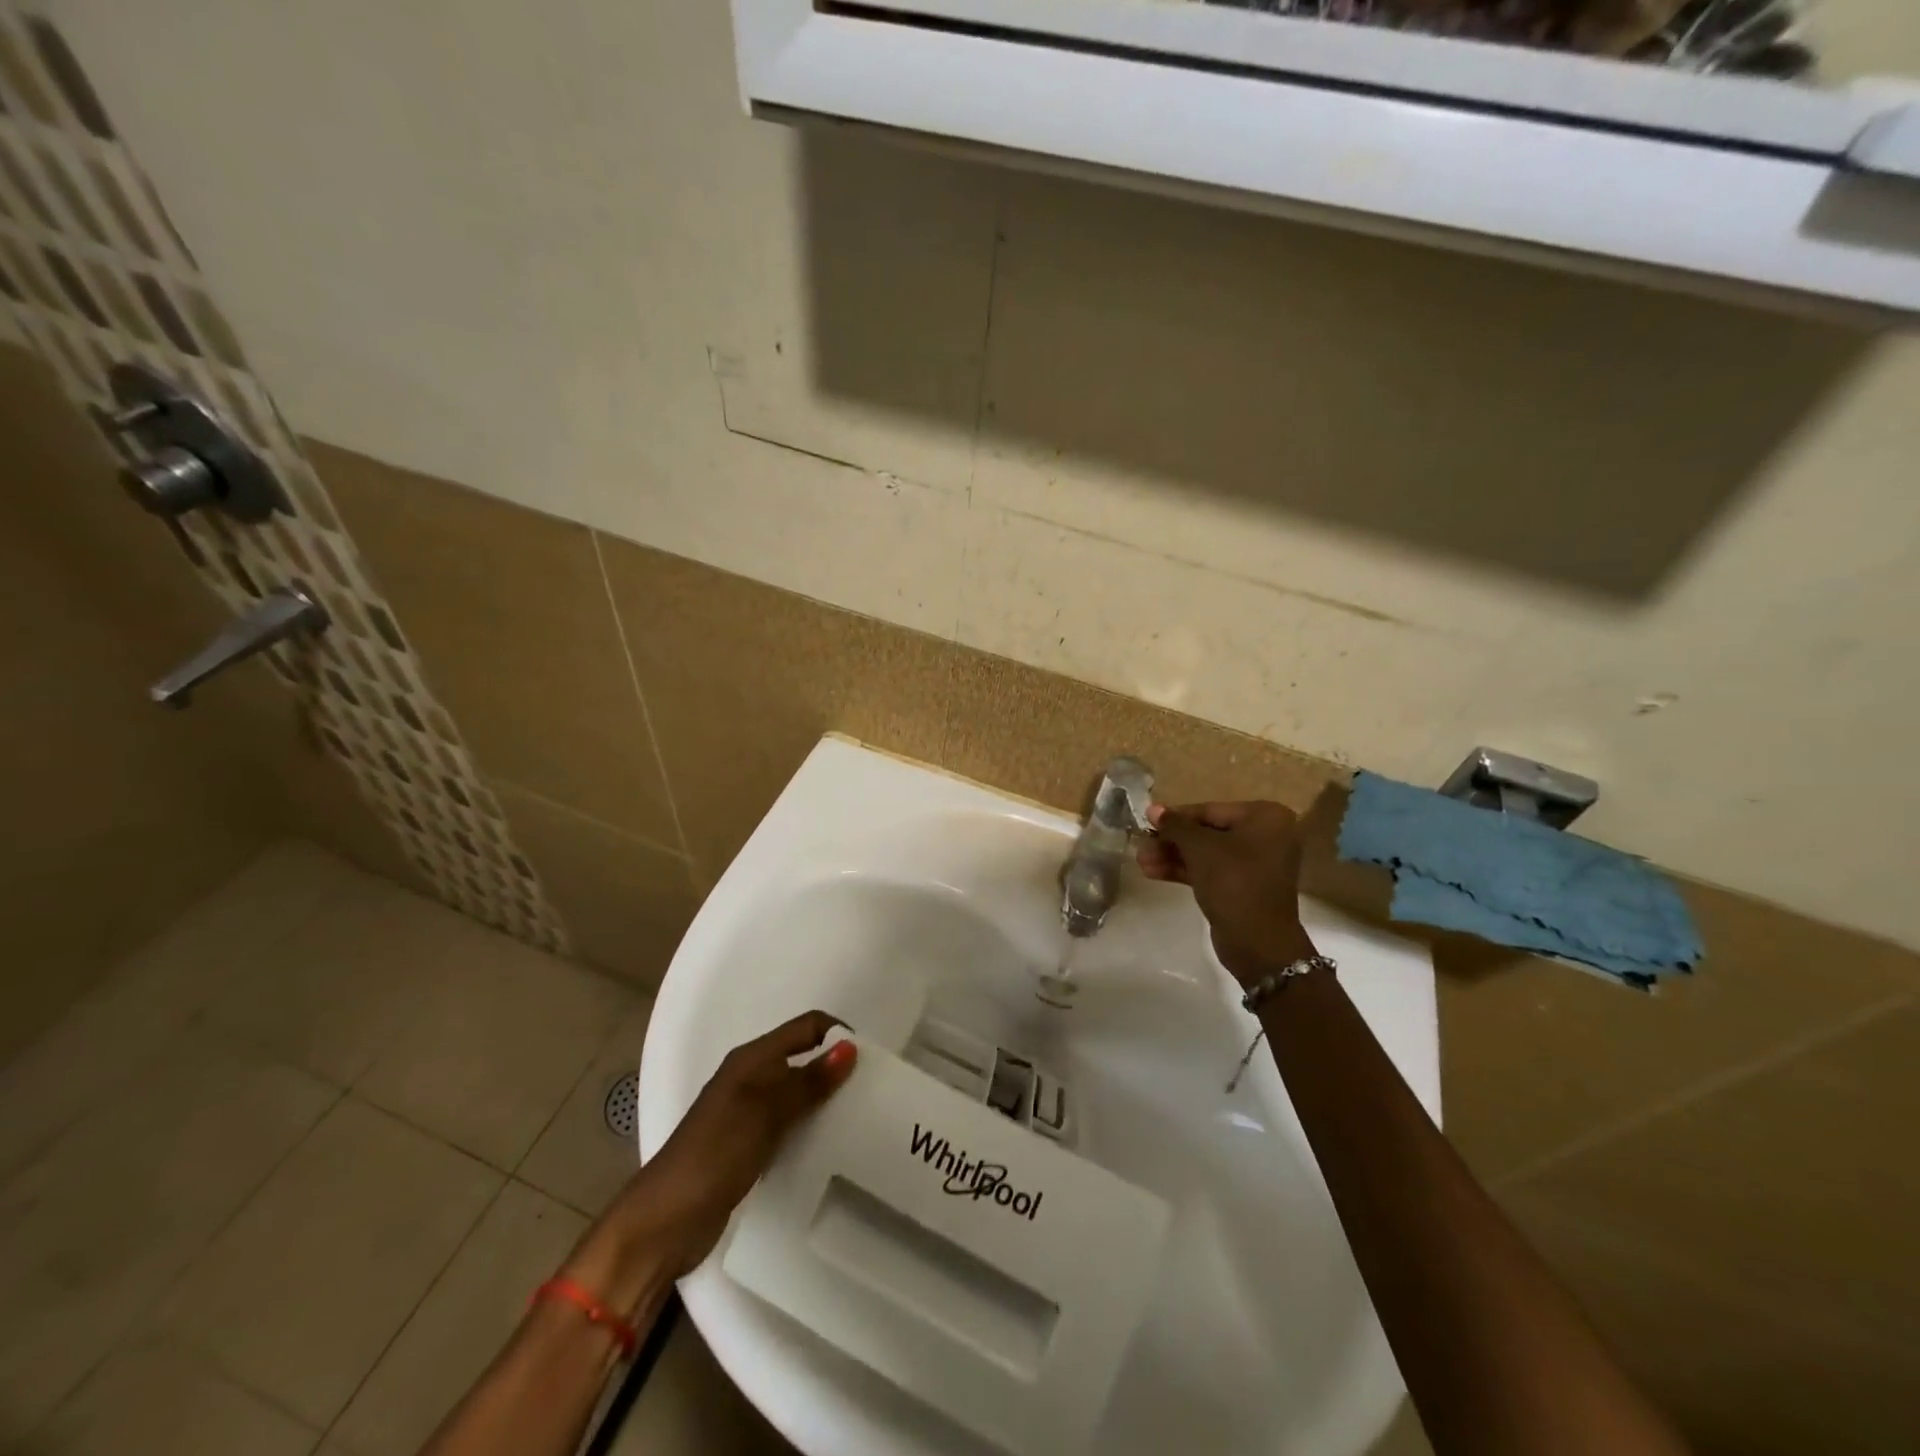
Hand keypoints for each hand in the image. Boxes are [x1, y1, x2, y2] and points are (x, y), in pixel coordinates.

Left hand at [565, 1010, 856, 1312]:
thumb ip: (808, 1081)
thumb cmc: (715, 1153)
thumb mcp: (765, 1112)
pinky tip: (830, 1146)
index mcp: (752, 1059)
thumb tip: (850, 1047)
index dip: (837, 1034)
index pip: (806, 1027)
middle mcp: (751, 1079)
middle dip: (835, 1068)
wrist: (665, 1221)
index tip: (870, 1060)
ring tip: (860, 1119)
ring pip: (797, 1093)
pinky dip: (810, 1128)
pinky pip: (789, 1125)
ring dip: (825, 1100)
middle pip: (803, 1058)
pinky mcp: (748, 1148)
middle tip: (872, 1092)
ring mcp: (748, 1115)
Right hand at [1138, 800, 1316, 985]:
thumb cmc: (1233, 882)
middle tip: (1141, 846)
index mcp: (1264, 817)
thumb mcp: (1199, 848)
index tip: (1146, 821)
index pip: (1210, 810)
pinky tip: (1154, 872)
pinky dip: (1185, 870)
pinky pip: (1211, 871)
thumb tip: (1152, 809)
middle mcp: (1265, 836)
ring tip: (1141, 862)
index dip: (1175, 817)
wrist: (1258, 942)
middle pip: (1207, 832)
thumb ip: (1175, 826)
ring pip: (1206, 853)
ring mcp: (1255, 863)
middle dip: (1171, 841)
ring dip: (1173, 857)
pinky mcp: (1243, 887)